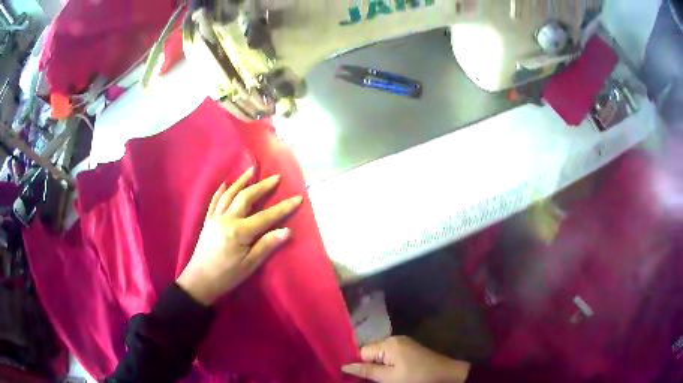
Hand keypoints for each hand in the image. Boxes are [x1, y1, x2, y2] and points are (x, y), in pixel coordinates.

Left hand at [176, 167, 302, 304]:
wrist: (199, 281)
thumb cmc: (227, 276)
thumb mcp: (250, 265)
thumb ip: (267, 245)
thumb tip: (287, 231)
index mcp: (239, 232)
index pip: (266, 216)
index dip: (283, 208)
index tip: (298, 198)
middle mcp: (226, 219)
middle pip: (246, 197)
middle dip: (262, 186)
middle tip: (276, 177)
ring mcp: (215, 218)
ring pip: (229, 194)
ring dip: (241, 181)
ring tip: (252, 170)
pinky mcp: (208, 221)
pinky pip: (214, 202)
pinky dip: (220, 191)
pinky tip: (224, 183)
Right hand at [342, 336, 470, 382]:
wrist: (446, 375)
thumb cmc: (416, 378)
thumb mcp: (390, 378)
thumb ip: (367, 371)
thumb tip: (345, 366)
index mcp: (388, 343)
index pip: (362, 352)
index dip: (360, 365)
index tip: (360, 378)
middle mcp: (394, 339)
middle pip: (371, 352)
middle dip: (370, 365)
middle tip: (374, 380)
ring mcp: (403, 343)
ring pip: (381, 355)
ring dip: (379, 366)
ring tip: (384, 378)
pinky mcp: (410, 348)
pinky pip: (391, 355)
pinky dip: (389, 364)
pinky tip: (394, 373)